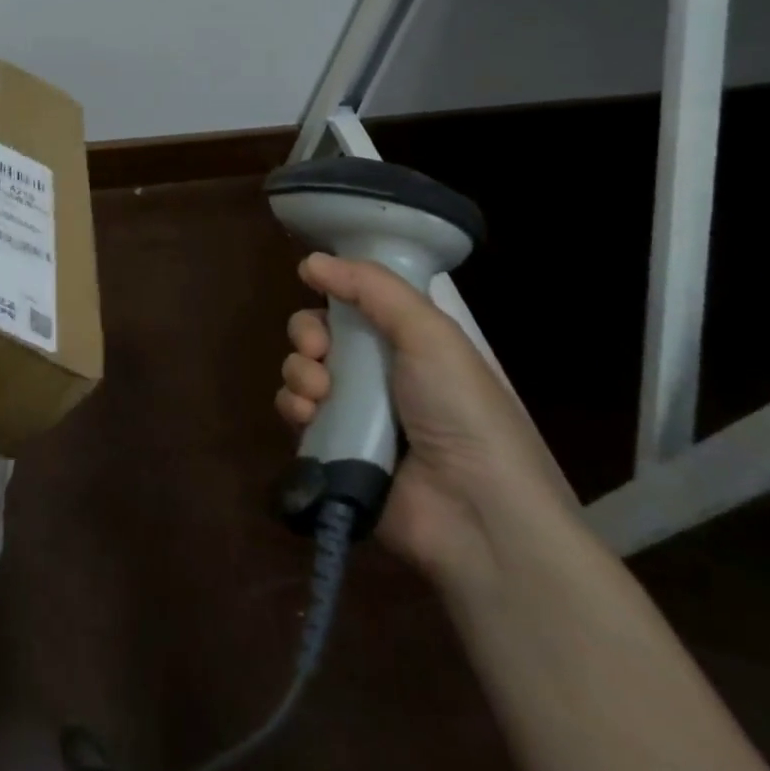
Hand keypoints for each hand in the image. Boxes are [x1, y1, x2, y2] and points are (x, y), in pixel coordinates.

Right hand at [276, 254, 575, 586]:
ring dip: (299, 374)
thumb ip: (372, 288)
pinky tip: (310, 416)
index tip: (320, 293)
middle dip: (307, 336)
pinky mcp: (333, 451)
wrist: (474, 510)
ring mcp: (354, 415)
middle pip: (319, 337)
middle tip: (320, 351)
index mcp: (408, 344)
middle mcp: (378, 375)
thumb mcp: (429, 333)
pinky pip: (295, 415)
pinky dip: (295, 409)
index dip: (332, 296)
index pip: (353, 305)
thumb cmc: (460, 410)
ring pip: (301, 373)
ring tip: (319, 394)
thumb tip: (311, 260)